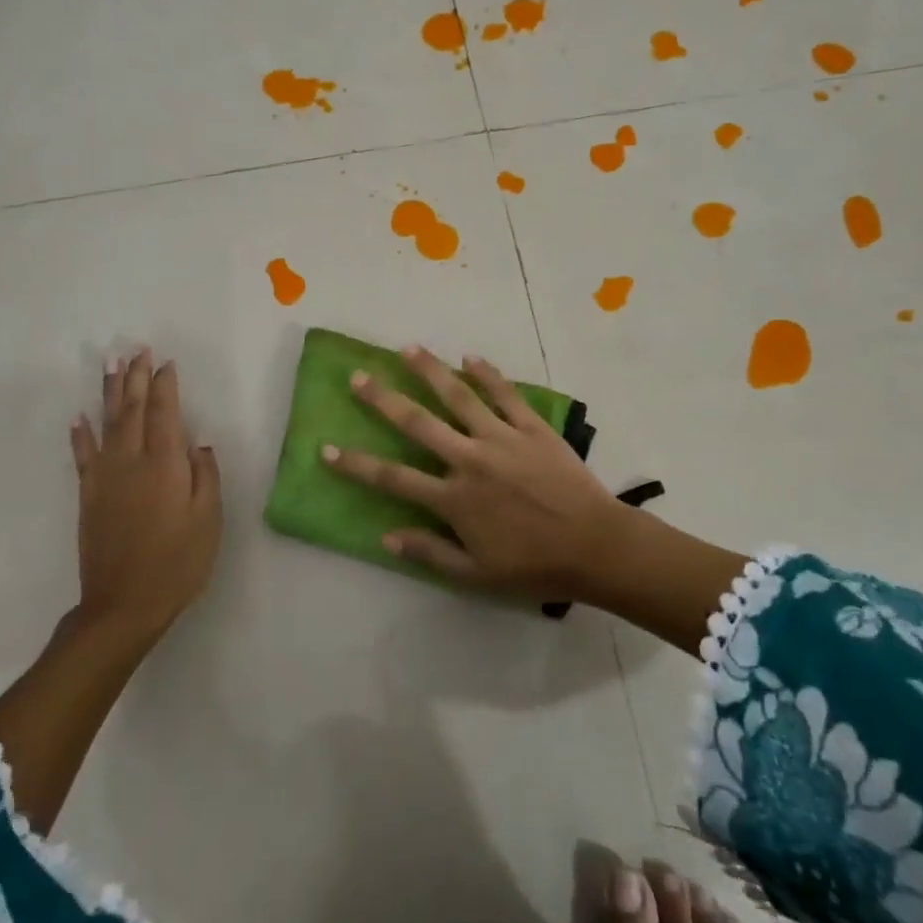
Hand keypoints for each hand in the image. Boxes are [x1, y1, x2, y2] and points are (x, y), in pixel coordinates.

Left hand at [69, 347, 222, 642]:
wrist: (124, 604)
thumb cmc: (178, 562)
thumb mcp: (208, 520)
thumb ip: (205, 476)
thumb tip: (197, 444)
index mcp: (164, 464)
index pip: (164, 412)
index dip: (165, 385)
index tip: (166, 363)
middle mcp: (131, 461)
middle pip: (132, 409)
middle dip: (135, 378)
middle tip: (137, 350)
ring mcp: (105, 477)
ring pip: (107, 423)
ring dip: (109, 392)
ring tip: (111, 365)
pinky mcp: (89, 495)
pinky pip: (82, 455)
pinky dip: (80, 434)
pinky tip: (79, 417)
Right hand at [321, 345, 628, 600]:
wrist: (596, 546)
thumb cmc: (534, 565)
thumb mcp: (476, 574)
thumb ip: (431, 552)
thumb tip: (386, 536)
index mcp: (454, 498)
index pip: (393, 478)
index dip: (356, 464)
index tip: (326, 448)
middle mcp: (470, 459)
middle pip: (418, 423)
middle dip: (383, 399)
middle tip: (358, 377)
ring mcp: (502, 438)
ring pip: (459, 396)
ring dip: (431, 371)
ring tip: (408, 348)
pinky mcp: (532, 428)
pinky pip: (505, 394)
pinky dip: (487, 374)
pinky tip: (470, 357)